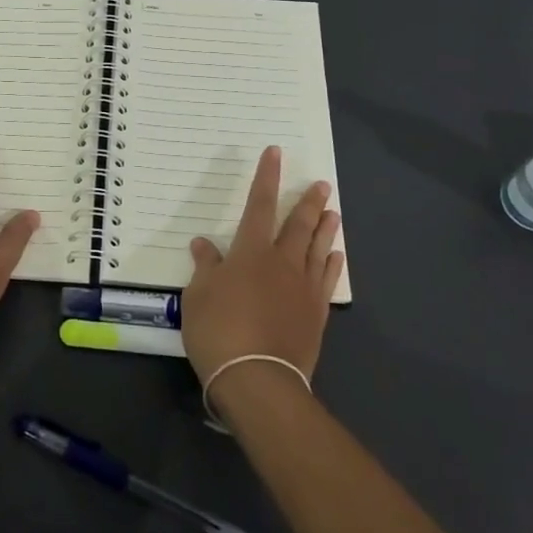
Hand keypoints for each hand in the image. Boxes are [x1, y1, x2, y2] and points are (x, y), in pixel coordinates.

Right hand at [182, 146, 341, 395]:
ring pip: (317, 248)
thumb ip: (206, 267)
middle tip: (322, 184)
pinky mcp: (315, 314)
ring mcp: (303, 288)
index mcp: (250, 251)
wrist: (258, 379)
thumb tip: (204, 244)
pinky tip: (335, 255)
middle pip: (298, 224)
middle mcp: (281, 262)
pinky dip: (331, 263)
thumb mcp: (198, 296)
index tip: (276, 154)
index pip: (259, 204)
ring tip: (333, 211)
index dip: (266, 177)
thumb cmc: (219, 330)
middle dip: (308, 201)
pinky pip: (326, 280)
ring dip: (325, 227)